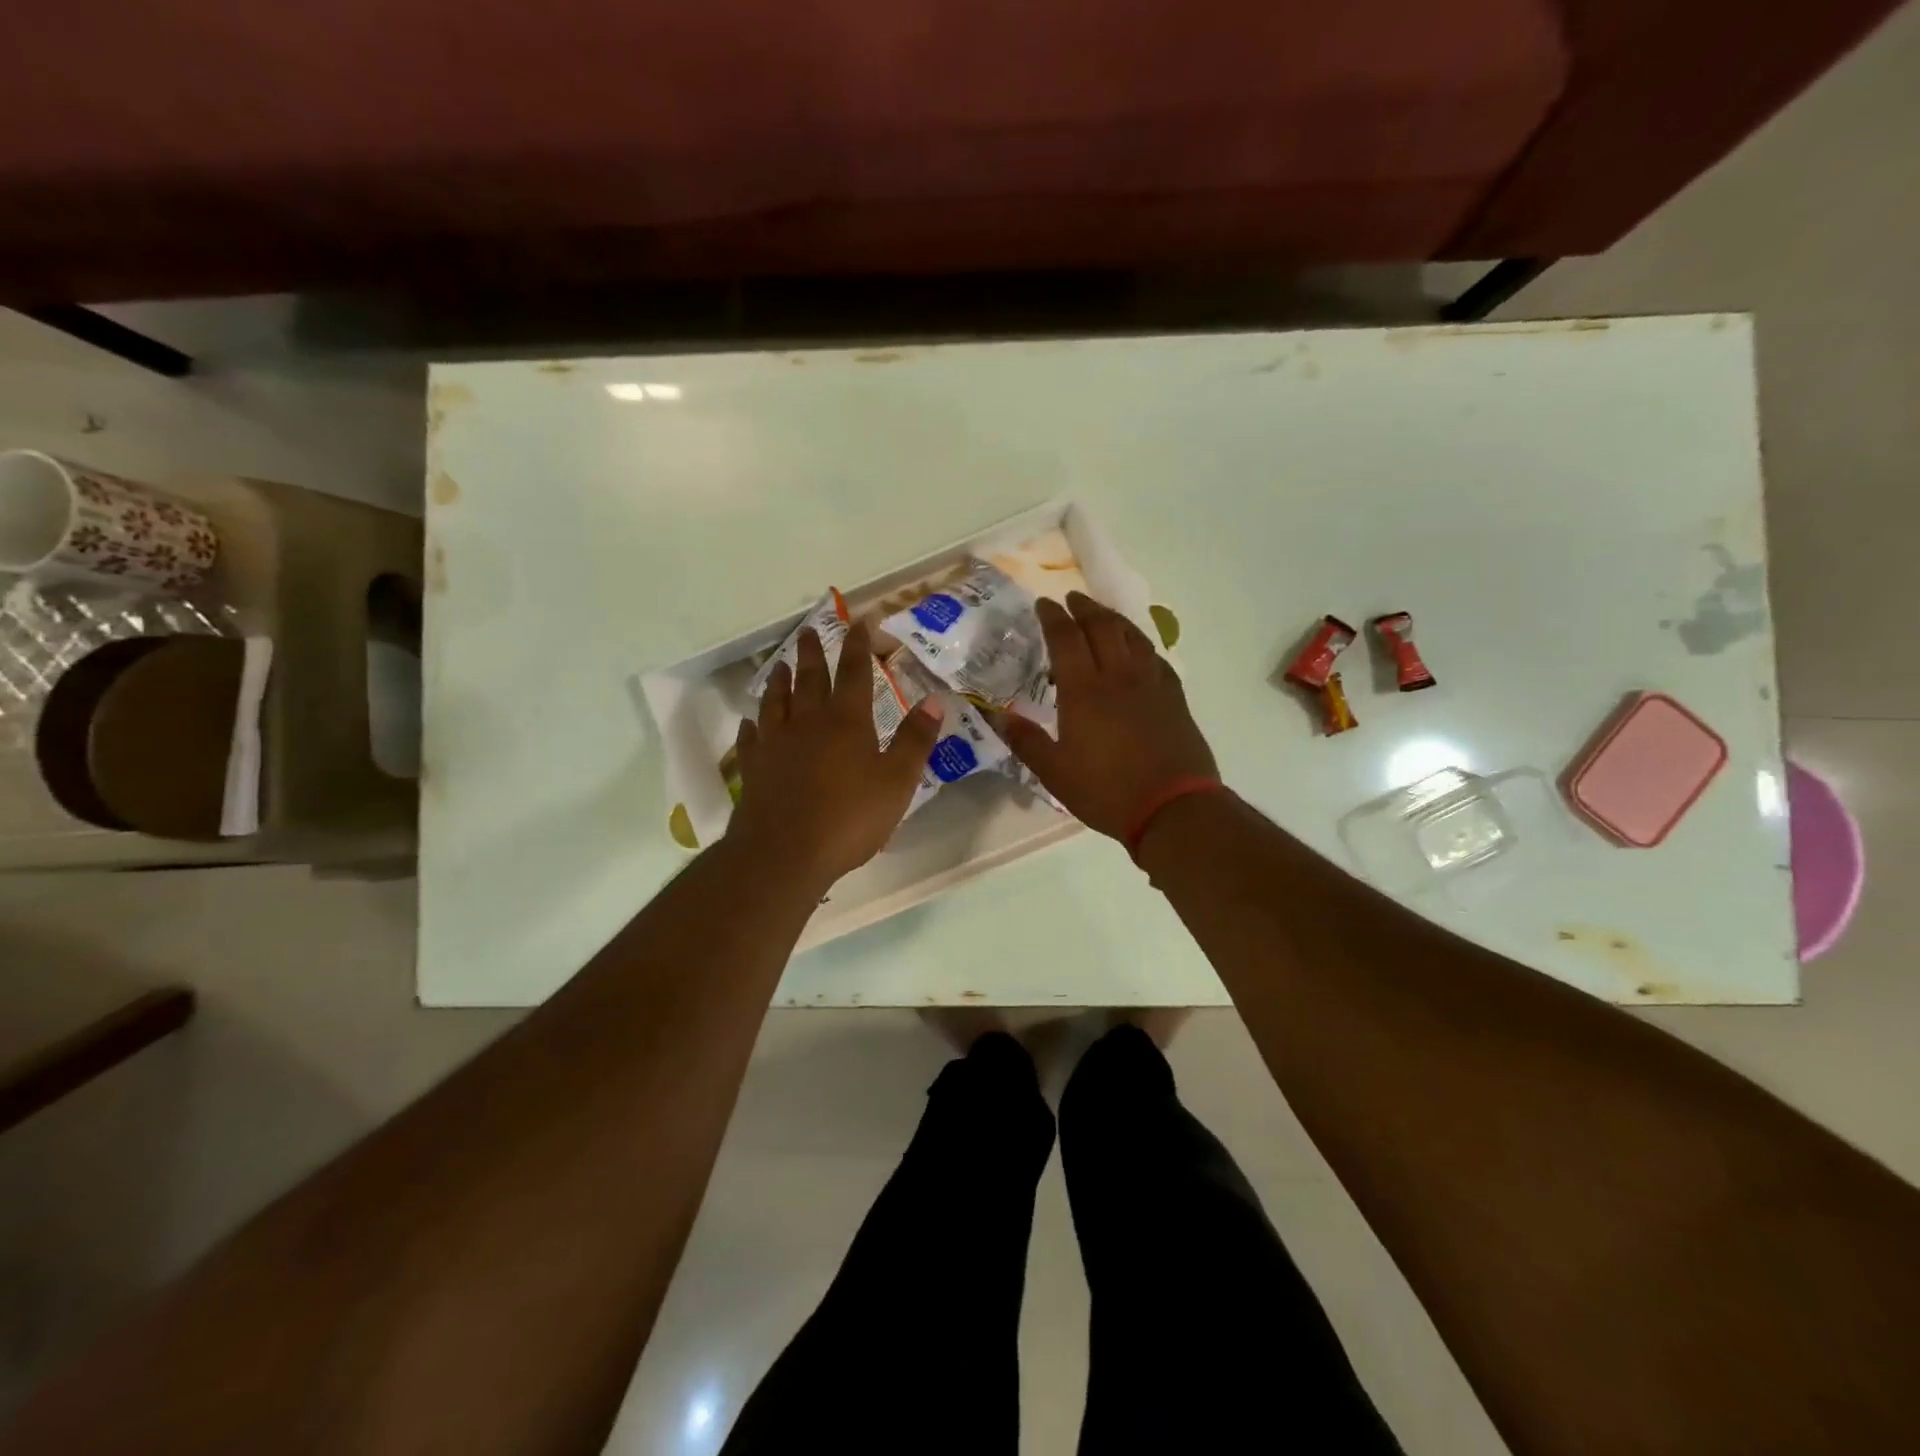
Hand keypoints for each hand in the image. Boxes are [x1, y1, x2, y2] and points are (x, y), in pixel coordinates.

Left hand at [727, 620, 942, 886]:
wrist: (784, 853)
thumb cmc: (849, 817)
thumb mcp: (897, 781)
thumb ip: (915, 740)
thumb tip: (934, 700)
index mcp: (846, 722)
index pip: (854, 673)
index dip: (858, 646)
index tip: (858, 622)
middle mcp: (807, 723)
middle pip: (810, 679)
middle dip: (813, 653)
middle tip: (809, 631)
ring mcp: (775, 744)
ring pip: (776, 702)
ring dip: (780, 681)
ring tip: (781, 665)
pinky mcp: (753, 769)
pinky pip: (751, 739)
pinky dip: (751, 725)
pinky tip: (750, 721)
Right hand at [999, 592, 1218, 839]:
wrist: (1173, 808)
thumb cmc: (1106, 791)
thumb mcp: (1055, 773)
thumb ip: (1026, 741)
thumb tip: (997, 716)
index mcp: (1084, 691)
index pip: (1066, 639)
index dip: (1052, 617)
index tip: (1043, 603)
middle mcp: (1118, 676)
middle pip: (1102, 627)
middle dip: (1084, 608)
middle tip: (1072, 599)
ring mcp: (1150, 684)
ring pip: (1132, 636)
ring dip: (1113, 619)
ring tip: (1101, 614)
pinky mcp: (1174, 697)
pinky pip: (1155, 657)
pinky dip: (1141, 643)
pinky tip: (1137, 650)